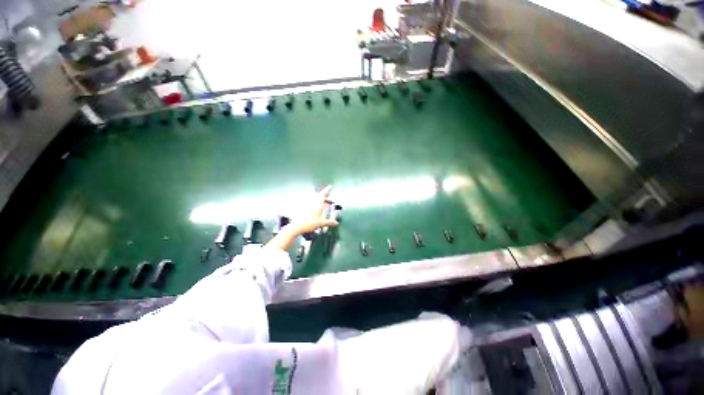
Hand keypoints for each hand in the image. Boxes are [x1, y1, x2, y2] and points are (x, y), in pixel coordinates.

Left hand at [288, 185, 337, 235]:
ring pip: (316, 200)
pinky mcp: (304, 208)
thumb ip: (329, 222)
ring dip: (321, 201)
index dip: (327, 190)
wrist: (297, 226)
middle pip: (320, 197)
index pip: (323, 194)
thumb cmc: (309, 223)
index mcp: (317, 204)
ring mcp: (308, 205)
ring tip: (325, 205)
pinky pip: (312, 204)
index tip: (330, 186)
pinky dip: (316, 205)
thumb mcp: (321, 223)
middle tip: (330, 200)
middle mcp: (312, 203)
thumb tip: (336, 223)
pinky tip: (317, 210)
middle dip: (326, 197)